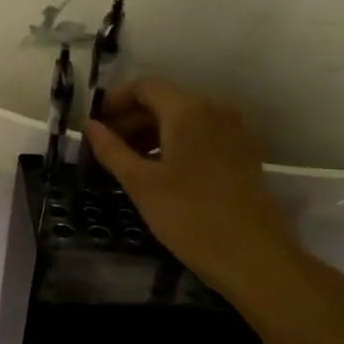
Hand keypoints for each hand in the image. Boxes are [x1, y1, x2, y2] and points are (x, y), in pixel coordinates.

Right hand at [85, 78, 343, 343]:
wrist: (254, 257)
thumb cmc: (190, 216)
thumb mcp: (141, 183)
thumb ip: (111, 149)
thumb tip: (90, 126)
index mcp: (188, 110)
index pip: (144, 86)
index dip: (115, 101)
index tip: (95, 125)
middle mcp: (214, 110)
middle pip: (164, 100)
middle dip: (131, 118)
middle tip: (106, 148)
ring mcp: (233, 132)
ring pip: (183, 119)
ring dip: (152, 132)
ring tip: (128, 163)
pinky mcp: (242, 154)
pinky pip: (201, 135)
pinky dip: (175, 144)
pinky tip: (160, 173)